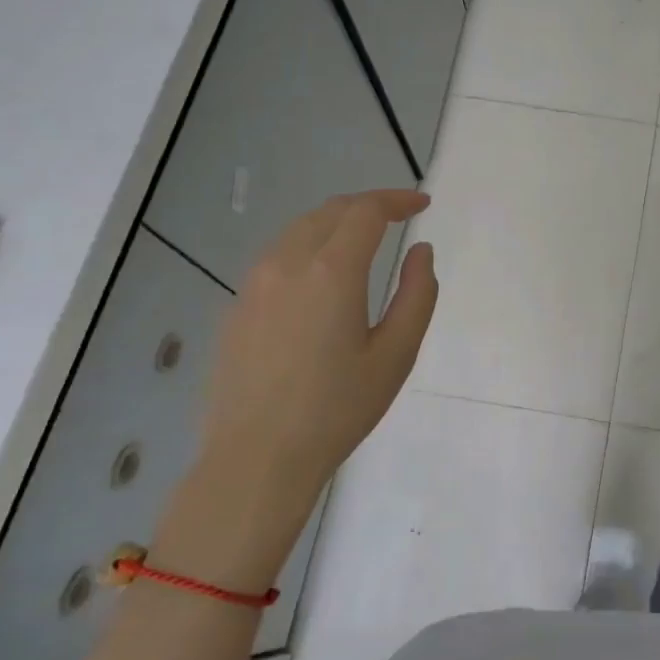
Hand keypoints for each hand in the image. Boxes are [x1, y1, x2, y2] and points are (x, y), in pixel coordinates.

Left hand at [155, 189, 437, 589]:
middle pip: (330, 212)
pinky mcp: (237, 307)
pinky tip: (322, 275)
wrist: (256, 458)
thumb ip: (417, 295)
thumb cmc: (337, 409)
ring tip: (363, 239)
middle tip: (398, 216)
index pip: (366, 212)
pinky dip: (308, 247)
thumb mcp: (396, 355)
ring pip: (299, 230)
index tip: (422, 204)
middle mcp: (287, 264)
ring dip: (335, 223)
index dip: (397, 201)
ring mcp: (254, 284)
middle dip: (367, 206)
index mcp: (331, 271)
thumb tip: (421, 251)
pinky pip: (278, 257)